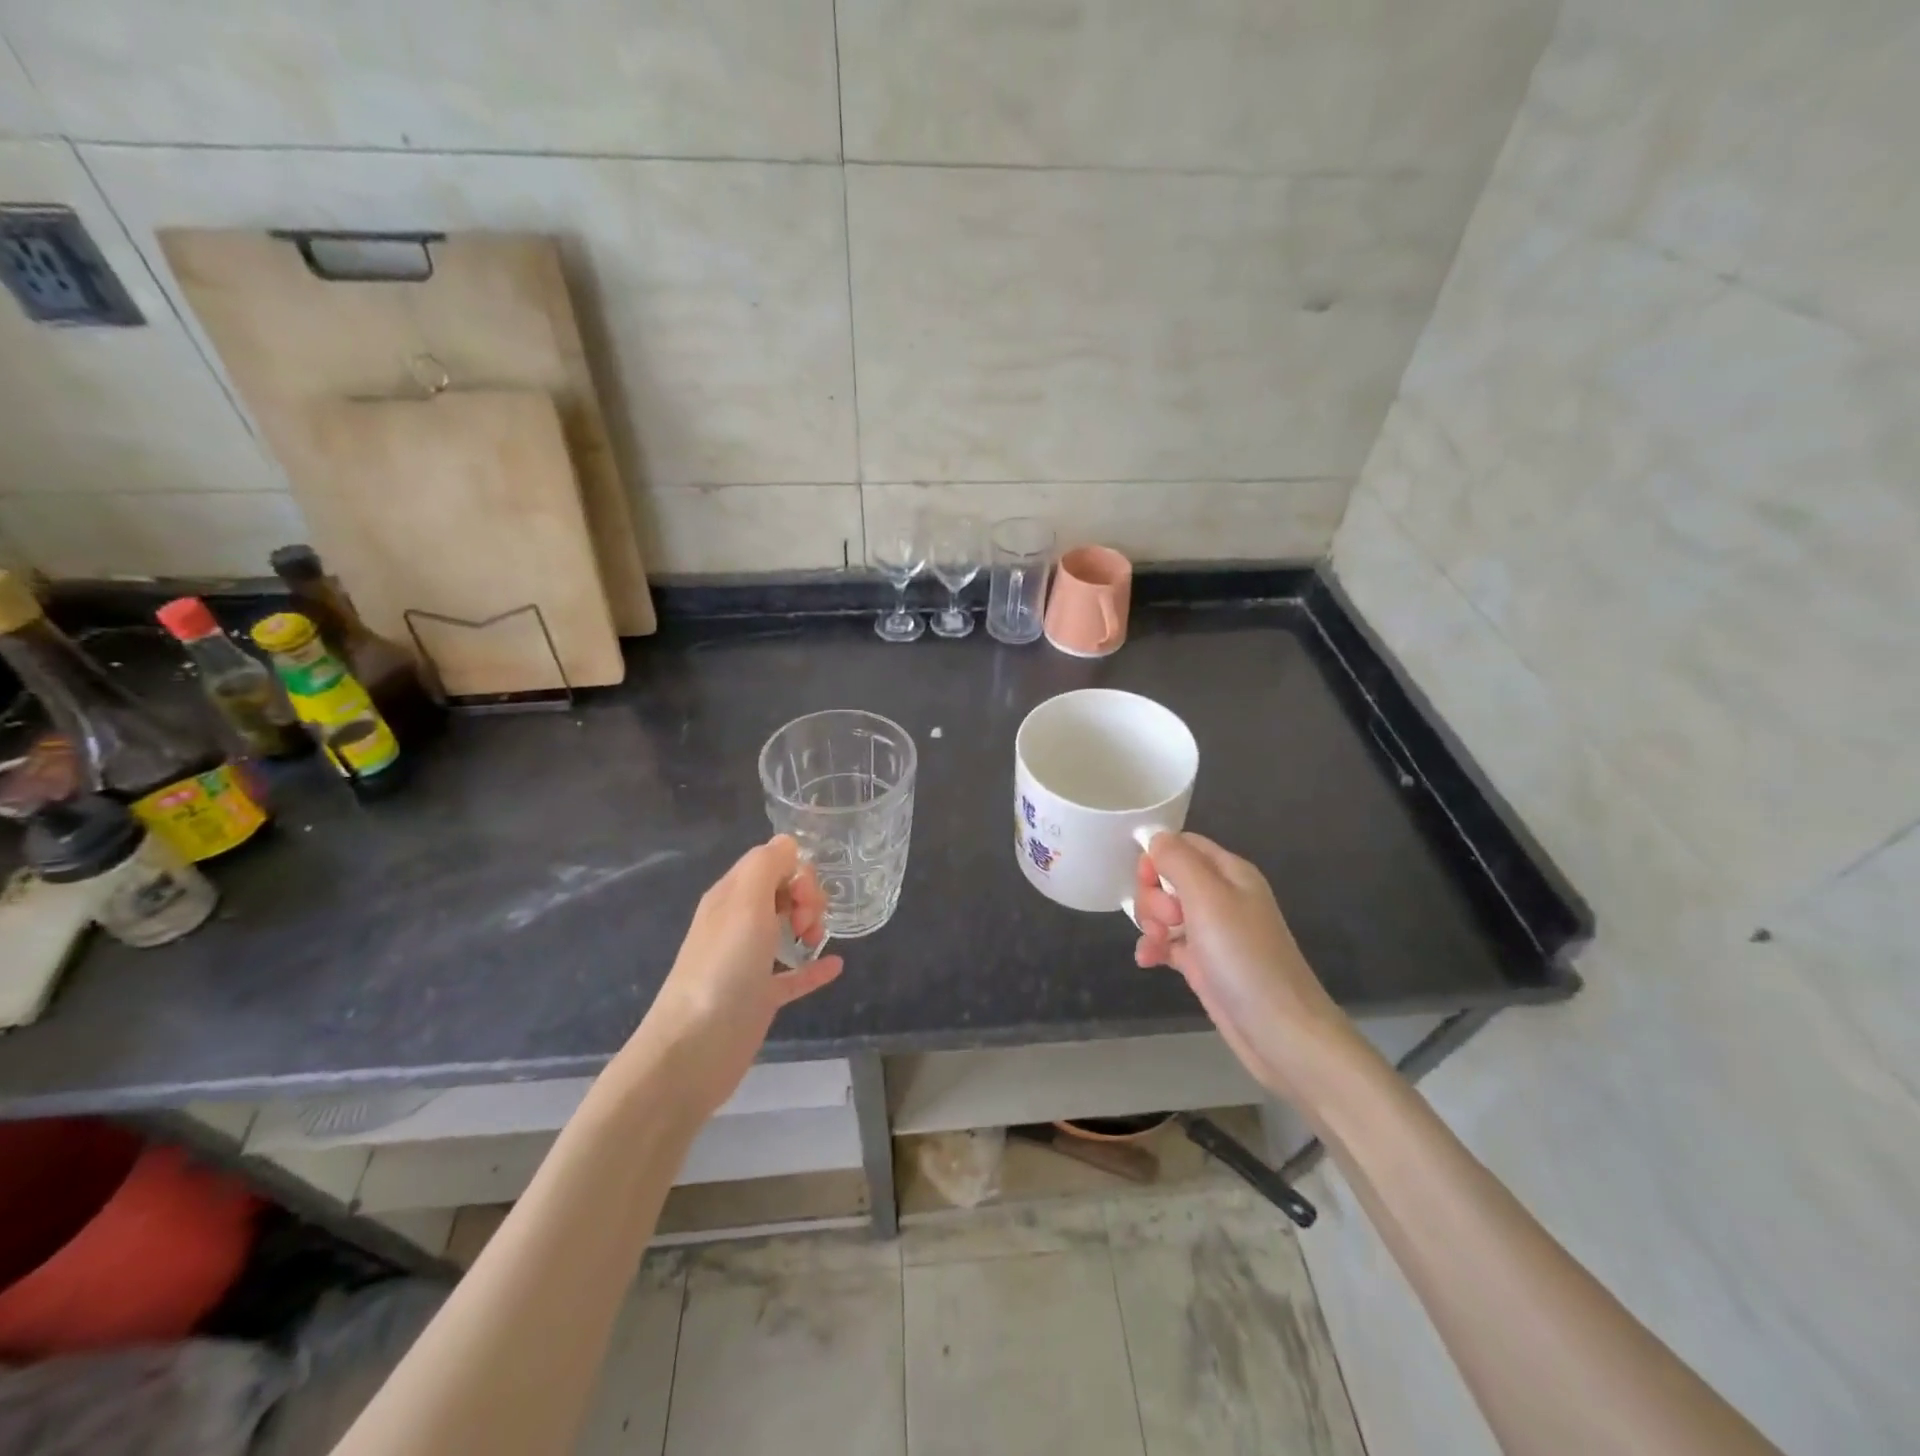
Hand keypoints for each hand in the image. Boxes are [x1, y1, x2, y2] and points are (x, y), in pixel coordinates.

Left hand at [623, 835, 843, 1119]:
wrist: (693, 1050)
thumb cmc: (723, 969)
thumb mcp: (745, 903)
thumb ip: (767, 864)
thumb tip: (788, 844)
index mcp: (731, 896)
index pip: (773, 862)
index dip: (798, 874)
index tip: (806, 900)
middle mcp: (738, 923)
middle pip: (783, 892)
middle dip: (807, 898)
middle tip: (809, 925)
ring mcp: (747, 962)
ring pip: (787, 928)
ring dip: (811, 926)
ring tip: (816, 942)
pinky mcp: (758, 997)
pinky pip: (792, 974)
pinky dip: (813, 967)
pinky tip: (835, 966)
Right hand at [1132, 832, 1357, 1103]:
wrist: (1279, 1031)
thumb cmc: (1243, 956)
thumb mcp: (1208, 897)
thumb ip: (1178, 860)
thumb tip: (1154, 837)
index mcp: (1229, 872)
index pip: (1183, 844)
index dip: (1157, 857)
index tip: (1146, 880)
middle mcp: (1221, 897)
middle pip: (1168, 877)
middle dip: (1153, 896)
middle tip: (1167, 920)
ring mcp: (1211, 931)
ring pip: (1164, 911)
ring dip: (1150, 923)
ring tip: (1158, 945)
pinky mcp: (1203, 963)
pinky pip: (1167, 943)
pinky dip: (1154, 948)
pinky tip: (1148, 962)